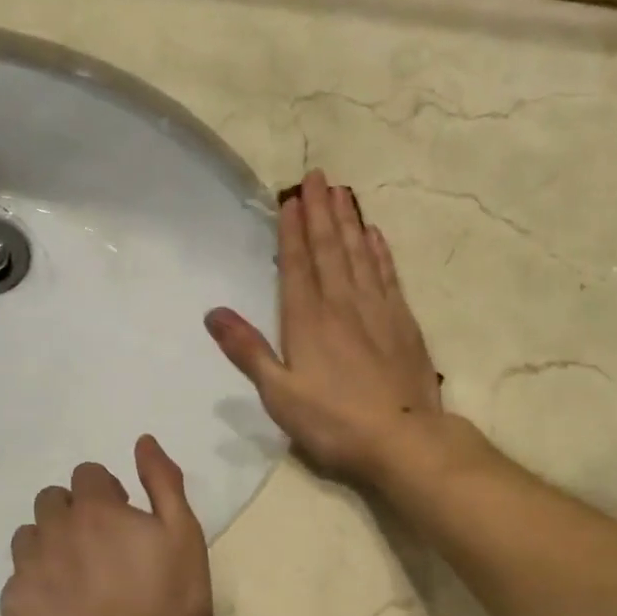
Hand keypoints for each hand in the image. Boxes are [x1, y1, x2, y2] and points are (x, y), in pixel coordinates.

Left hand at [0, 435, 211, 615]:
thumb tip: (144, 441)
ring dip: (49, 543)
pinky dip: (35, 584)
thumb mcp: (184, 533)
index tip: (125, 518)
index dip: (108, 492)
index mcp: (96, 508)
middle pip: (51, 500)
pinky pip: (16, 580)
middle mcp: (54, 529)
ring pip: (28, 536)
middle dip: (73, 512)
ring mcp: (28, 569)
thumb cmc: (170, 598)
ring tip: (76, 575)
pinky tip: (60, 607)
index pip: (87, 474)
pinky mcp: (14, 607)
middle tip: (101, 545)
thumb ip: (162, 482)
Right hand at [206, 169, 442, 481]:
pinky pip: (388, 275)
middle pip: (330, 249)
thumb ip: (247, 351)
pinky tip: (375, 235)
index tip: (291, 198)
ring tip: (342, 193)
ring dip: (349, 222)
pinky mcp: (404, 323)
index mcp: (308, 320)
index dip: (293, 231)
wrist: (403, 439)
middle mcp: (343, 305)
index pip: (297, 265)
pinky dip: (380, 252)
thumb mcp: (279, 394)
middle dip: (321, 212)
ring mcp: (378, 311)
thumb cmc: (334, 422)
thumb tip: (213, 313)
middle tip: (317, 176)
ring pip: (360, 255)